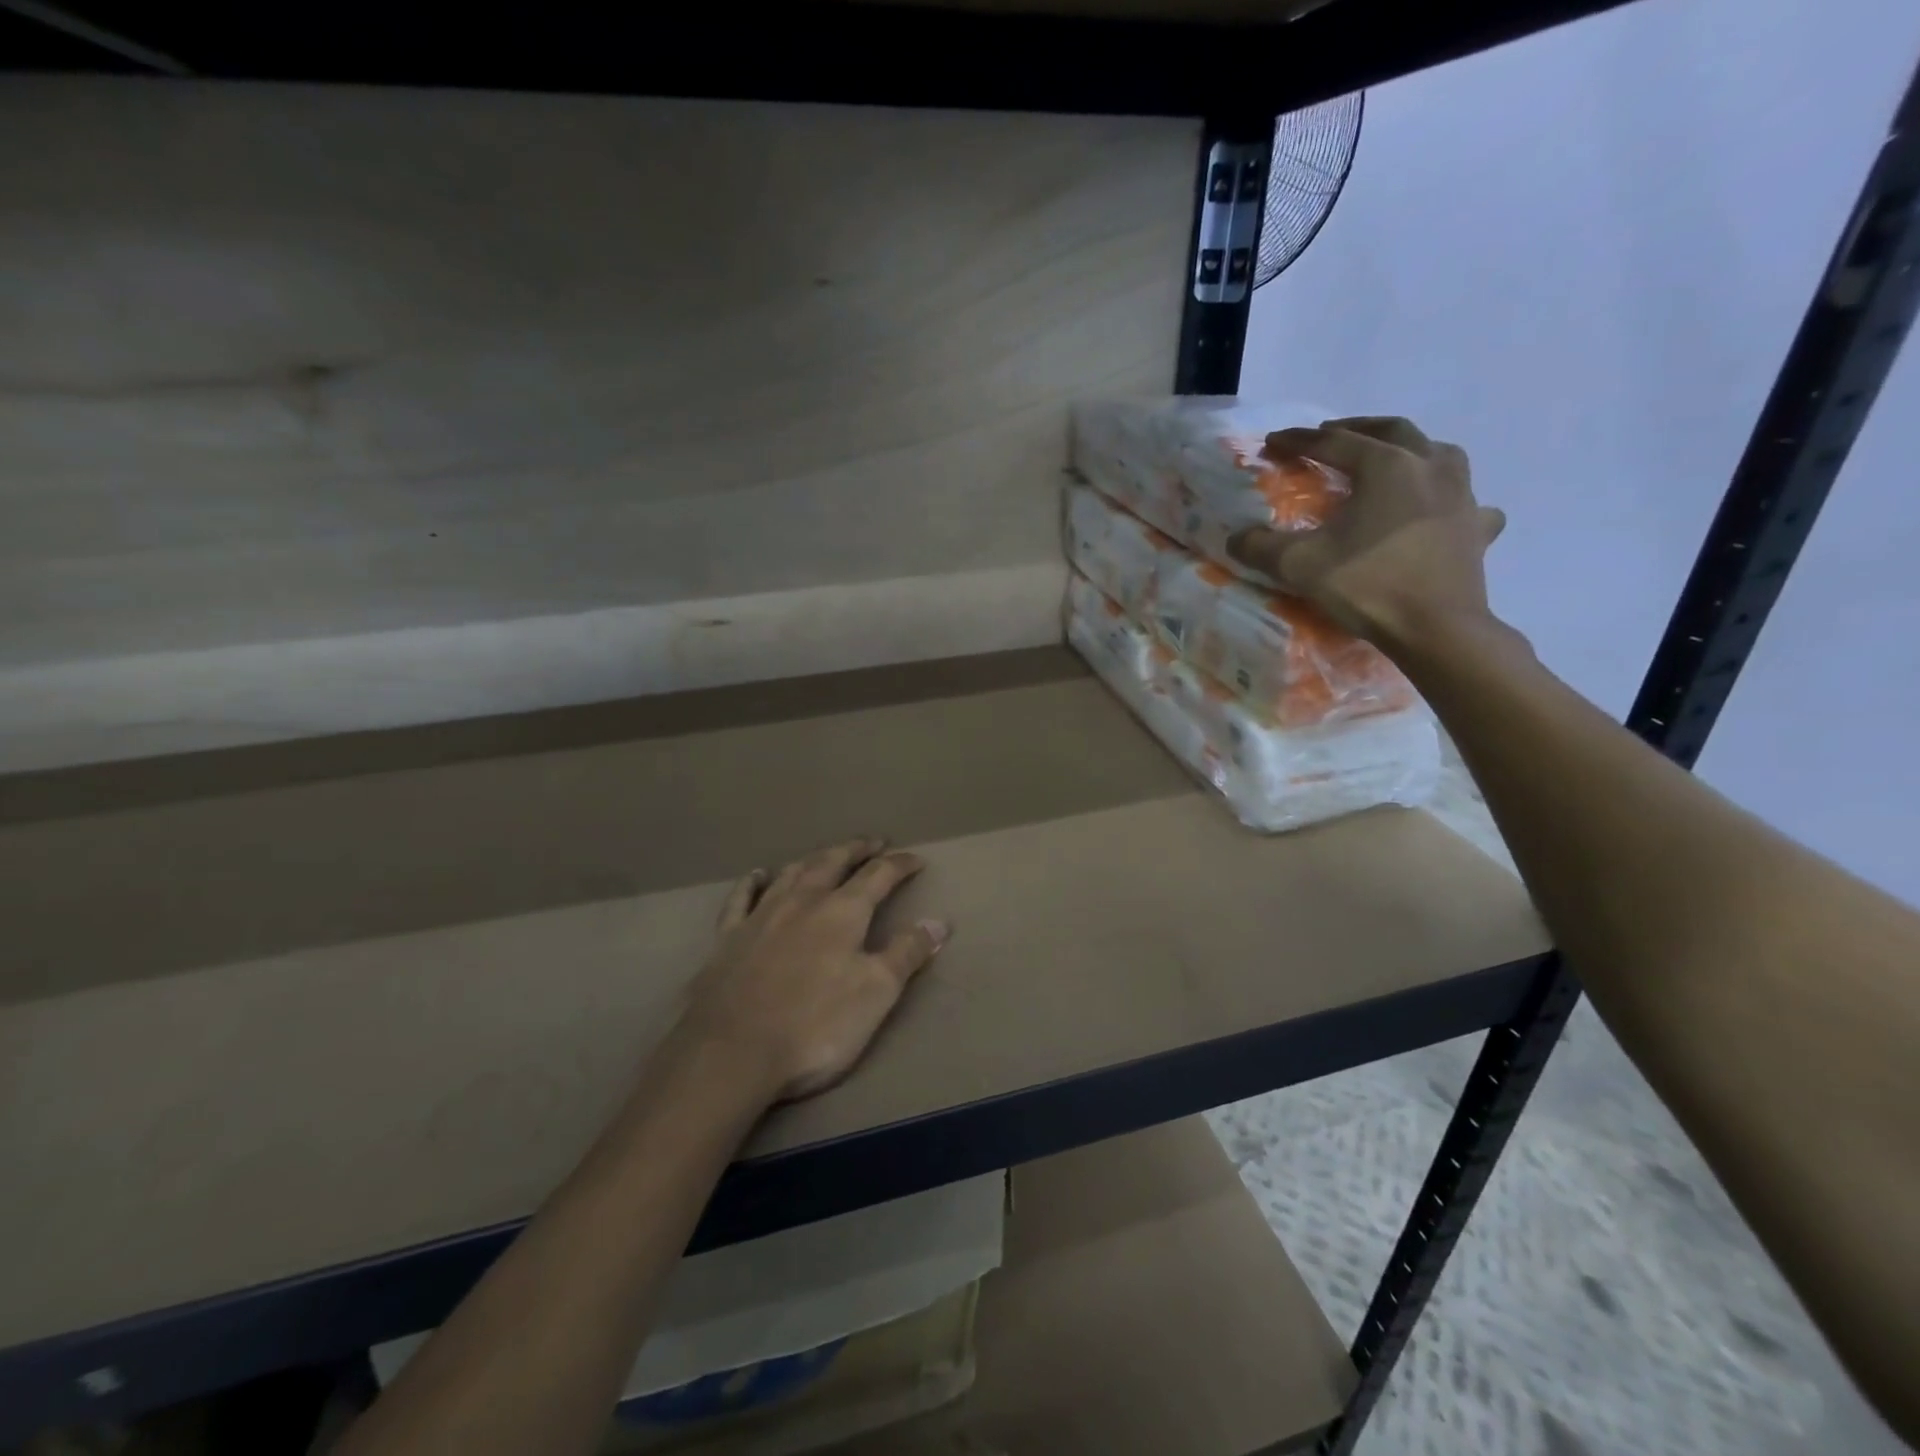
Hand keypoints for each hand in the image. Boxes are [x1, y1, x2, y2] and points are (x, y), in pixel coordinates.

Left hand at [677, 838, 949, 1102]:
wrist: (731, 1052)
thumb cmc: (815, 1025)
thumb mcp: (876, 993)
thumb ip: (907, 953)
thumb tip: (939, 922)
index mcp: (843, 912)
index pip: (879, 876)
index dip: (899, 865)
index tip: (916, 860)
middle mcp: (803, 901)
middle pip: (832, 862)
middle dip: (856, 850)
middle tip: (872, 842)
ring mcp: (761, 916)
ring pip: (791, 873)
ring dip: (813, 859)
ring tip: (826, 855)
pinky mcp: (728, 938)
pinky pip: (741, 898)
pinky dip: (752, 882)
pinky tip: (758, 875)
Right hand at [1231, 417, 1505, 647]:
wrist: (1436, 628)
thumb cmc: (1367, 585)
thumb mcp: (1299, 565)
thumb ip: (1260, 547)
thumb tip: (1235, 538)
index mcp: (1386, 466)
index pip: (1334, 442)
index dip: (1299, 441)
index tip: (1274, 442)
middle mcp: (1429, 466)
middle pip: (1392, 431)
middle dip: (1357, 428)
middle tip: (1330, 435)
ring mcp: (1462, 494)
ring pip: (1438, 452)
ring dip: (1408, 448)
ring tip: (1389, 458)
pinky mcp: (1477, 527)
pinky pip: (1466, 499)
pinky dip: (1449, 496)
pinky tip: (1441, 510)